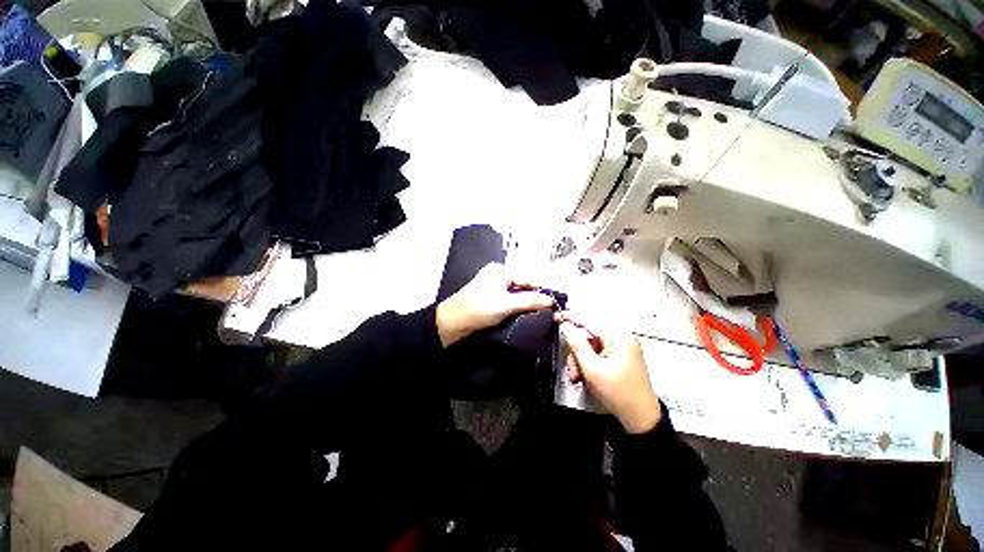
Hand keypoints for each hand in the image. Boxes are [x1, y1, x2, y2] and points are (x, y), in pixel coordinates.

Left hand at [436, 263, 555, 347]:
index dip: (543, 289)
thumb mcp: (506, 305)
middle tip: (554, 307)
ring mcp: (494, 287)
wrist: (451, 324)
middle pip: (524, 285)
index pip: (528, 278)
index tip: (559, 299)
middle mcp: (499, 275)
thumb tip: (551, 300)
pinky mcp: (492, 298)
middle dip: (537, 296)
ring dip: (529, 302)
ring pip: (518, 293)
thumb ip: (530, 301)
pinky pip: (511, 300)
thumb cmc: (478, 310)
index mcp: (501, 271)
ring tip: (546, 311)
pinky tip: (530, 312)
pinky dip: (520, 306)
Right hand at [557, 312, 660, 433]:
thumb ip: (577, 345)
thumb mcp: (592, 369)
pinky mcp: (620, 359)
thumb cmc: (621, 394)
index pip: (589, 321)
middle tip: (572, 369)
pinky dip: (588, 365)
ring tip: (578, 377)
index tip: (556, 317)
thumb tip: (567, 328)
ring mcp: (622, 350)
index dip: (570, 318)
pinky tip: (586, 377)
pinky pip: (597, 355)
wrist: (641, 419)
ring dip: (580, 362)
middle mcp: (621, 340)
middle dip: (576, 354)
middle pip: (588, 338)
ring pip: (590, 348)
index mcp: (618, 337)